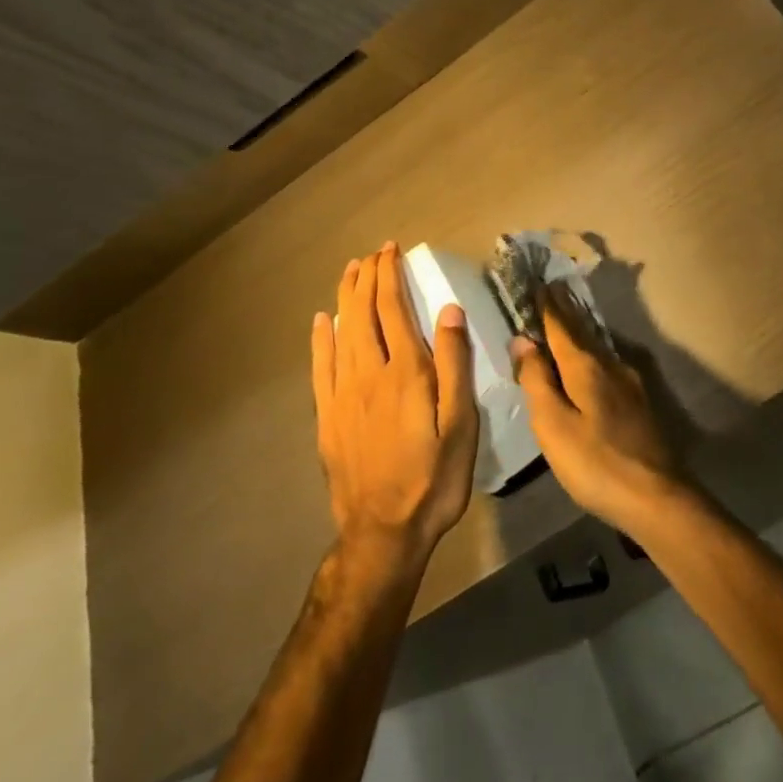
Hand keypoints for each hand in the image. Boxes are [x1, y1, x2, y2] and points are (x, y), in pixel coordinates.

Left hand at [312, 245, 478, 580]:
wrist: (384, 532)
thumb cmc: (434, 477)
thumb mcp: (461, 423)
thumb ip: (455, 364)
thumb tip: (448, 310)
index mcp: (406, 371)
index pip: (394, 309)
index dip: (391, 275)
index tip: (391, 250)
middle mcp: (370, 373)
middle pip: (365, 314)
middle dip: (368, 278)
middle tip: (373, 253)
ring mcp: (344, 395)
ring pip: (342, 333)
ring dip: (346, 298)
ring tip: (350, 271)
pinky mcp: (328, 417)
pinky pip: (321, 367)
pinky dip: (321, 339)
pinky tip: (323, 322)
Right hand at [510, 288, 688, 534]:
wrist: (657, 497)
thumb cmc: (595, 463)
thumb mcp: (553, 425)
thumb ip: (537, 381)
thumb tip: (523, 340)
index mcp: (586, 367)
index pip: (561, 327)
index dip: (547, 306)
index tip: (538, 283)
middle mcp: (610, 365)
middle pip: (582, 332)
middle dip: (565, 311)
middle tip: (553, 288)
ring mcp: (629, 384)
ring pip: (597, 347)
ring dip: (580, 330)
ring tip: (567, 318)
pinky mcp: (639, 403)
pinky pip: (607, 364)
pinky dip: (592, 352)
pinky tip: (592, 360)